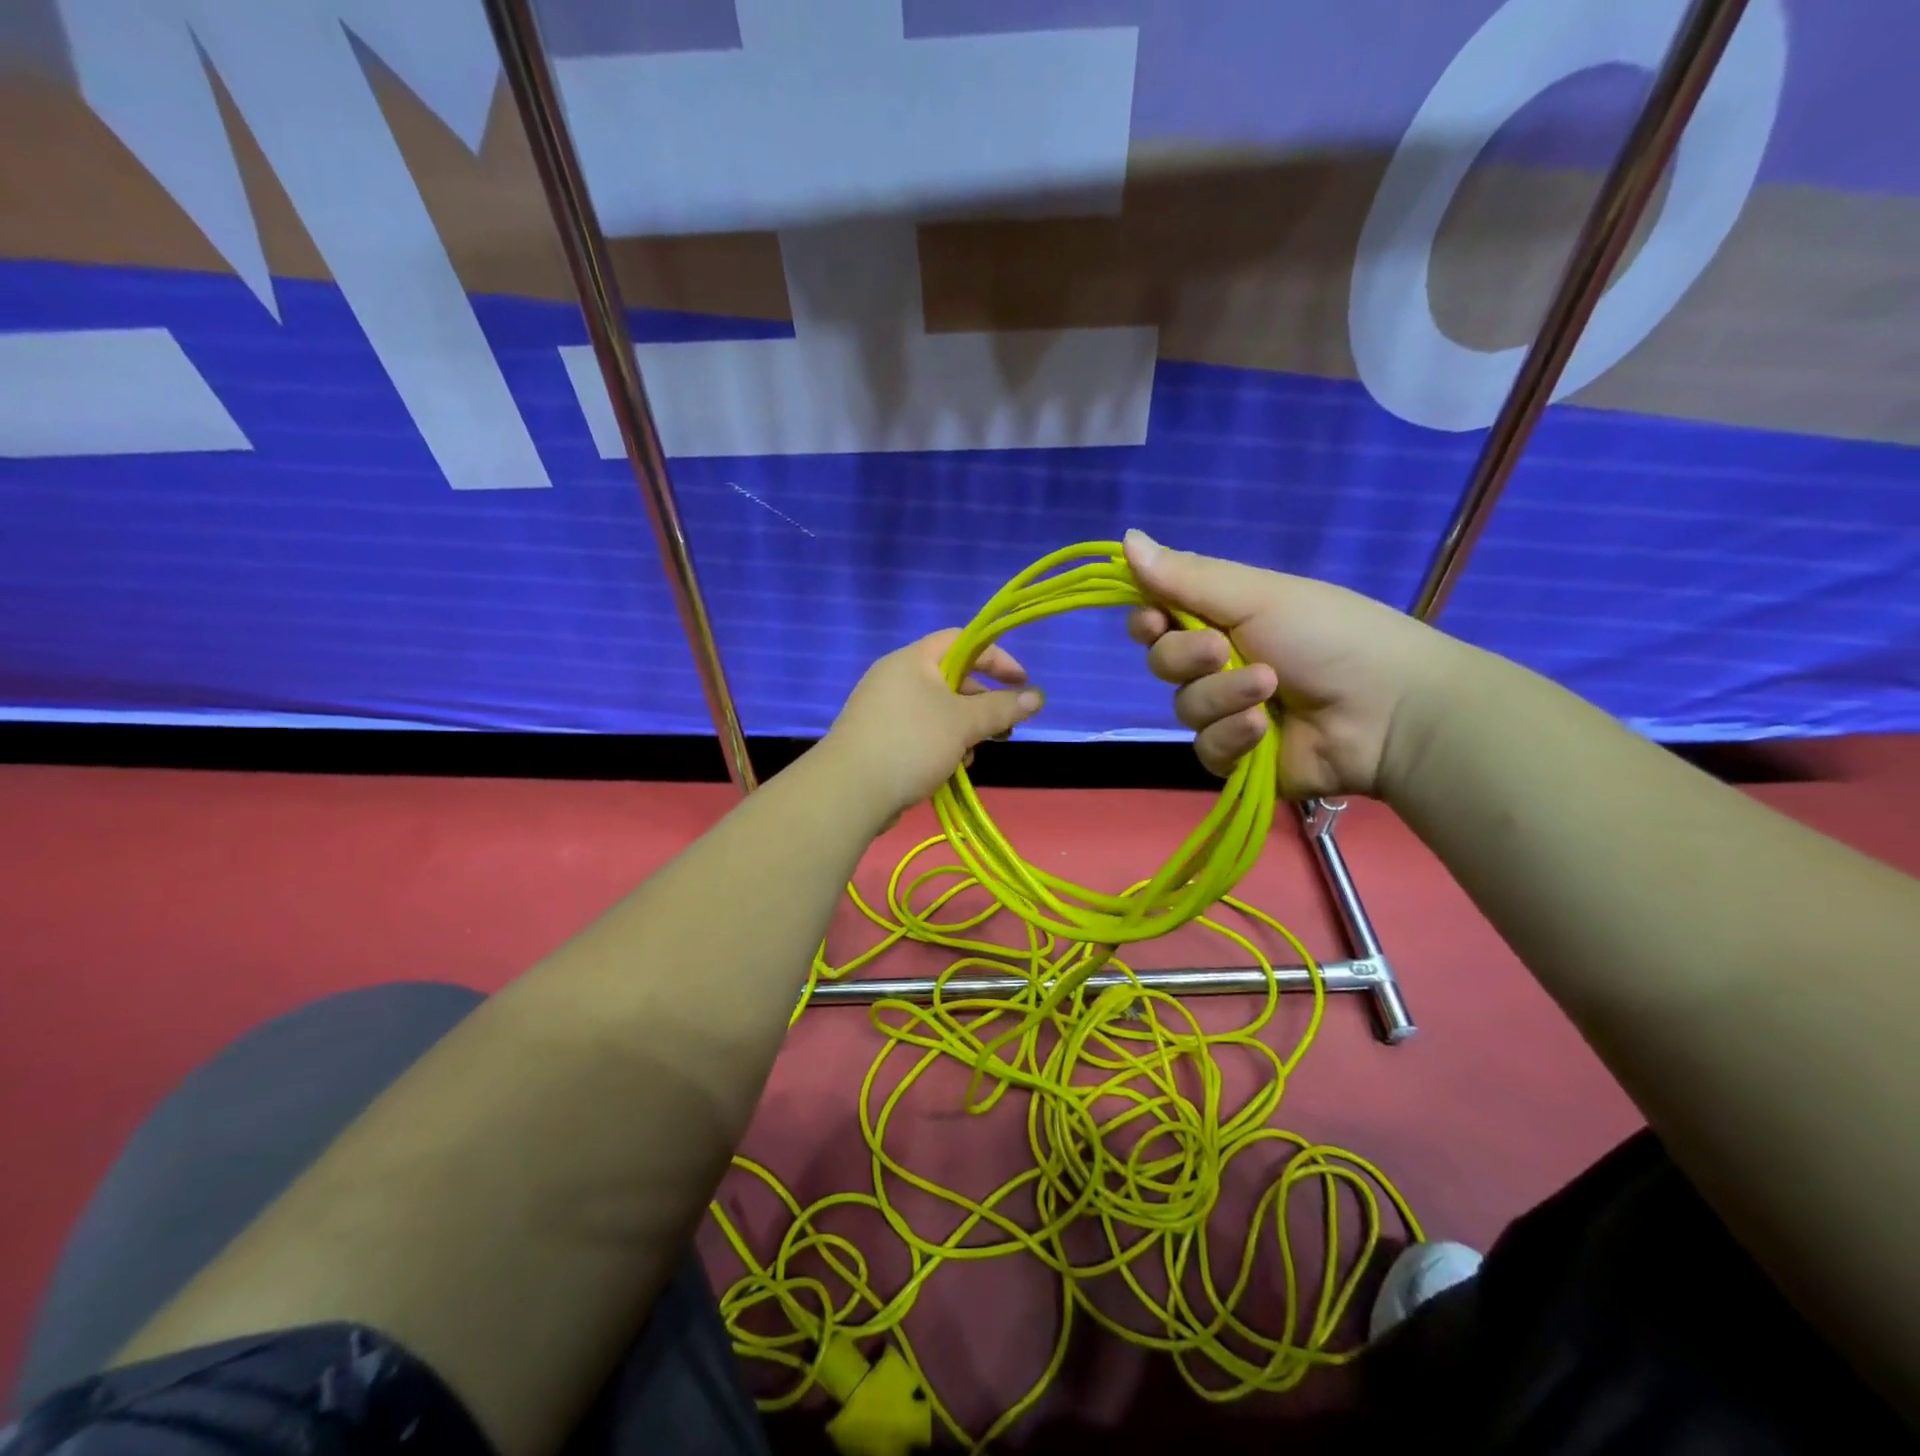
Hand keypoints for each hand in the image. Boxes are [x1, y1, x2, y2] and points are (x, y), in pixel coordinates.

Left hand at [823, 630, 1044, 822]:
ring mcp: (884, 708)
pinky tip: (948, 769)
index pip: (962, 640)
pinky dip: (941, 745)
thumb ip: (1002, 708)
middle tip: (1003, 729)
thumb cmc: (912, 743)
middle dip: (982, 704)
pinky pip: (921, 732)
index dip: (996, 657)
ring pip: (938, 711)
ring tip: (971, 755)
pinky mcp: (879, 738)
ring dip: (963, 731)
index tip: (1021, 682)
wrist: (851, 790)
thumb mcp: (964, 723)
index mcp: (913, 660)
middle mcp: (896, 677)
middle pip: (952, 678)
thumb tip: (1037, 696)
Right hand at [1123, 529, 1461, 800]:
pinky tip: (1264, 731)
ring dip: (1222, 697)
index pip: (1157, 618)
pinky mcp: (1237, 757)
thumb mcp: (1256, 595)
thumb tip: (1124, 537)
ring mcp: (1226, 712)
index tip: (1154, 620)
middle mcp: (1218, 664)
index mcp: (1222, 618)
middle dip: (1186, 658)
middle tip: (1222, 650)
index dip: (1146, 621)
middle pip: (1161, 662)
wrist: (1389, 710)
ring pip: (1183, 707)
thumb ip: (1186, 576)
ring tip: (1270, 689)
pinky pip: (1205, 749)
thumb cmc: (1327, 635)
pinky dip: (1232, 737)